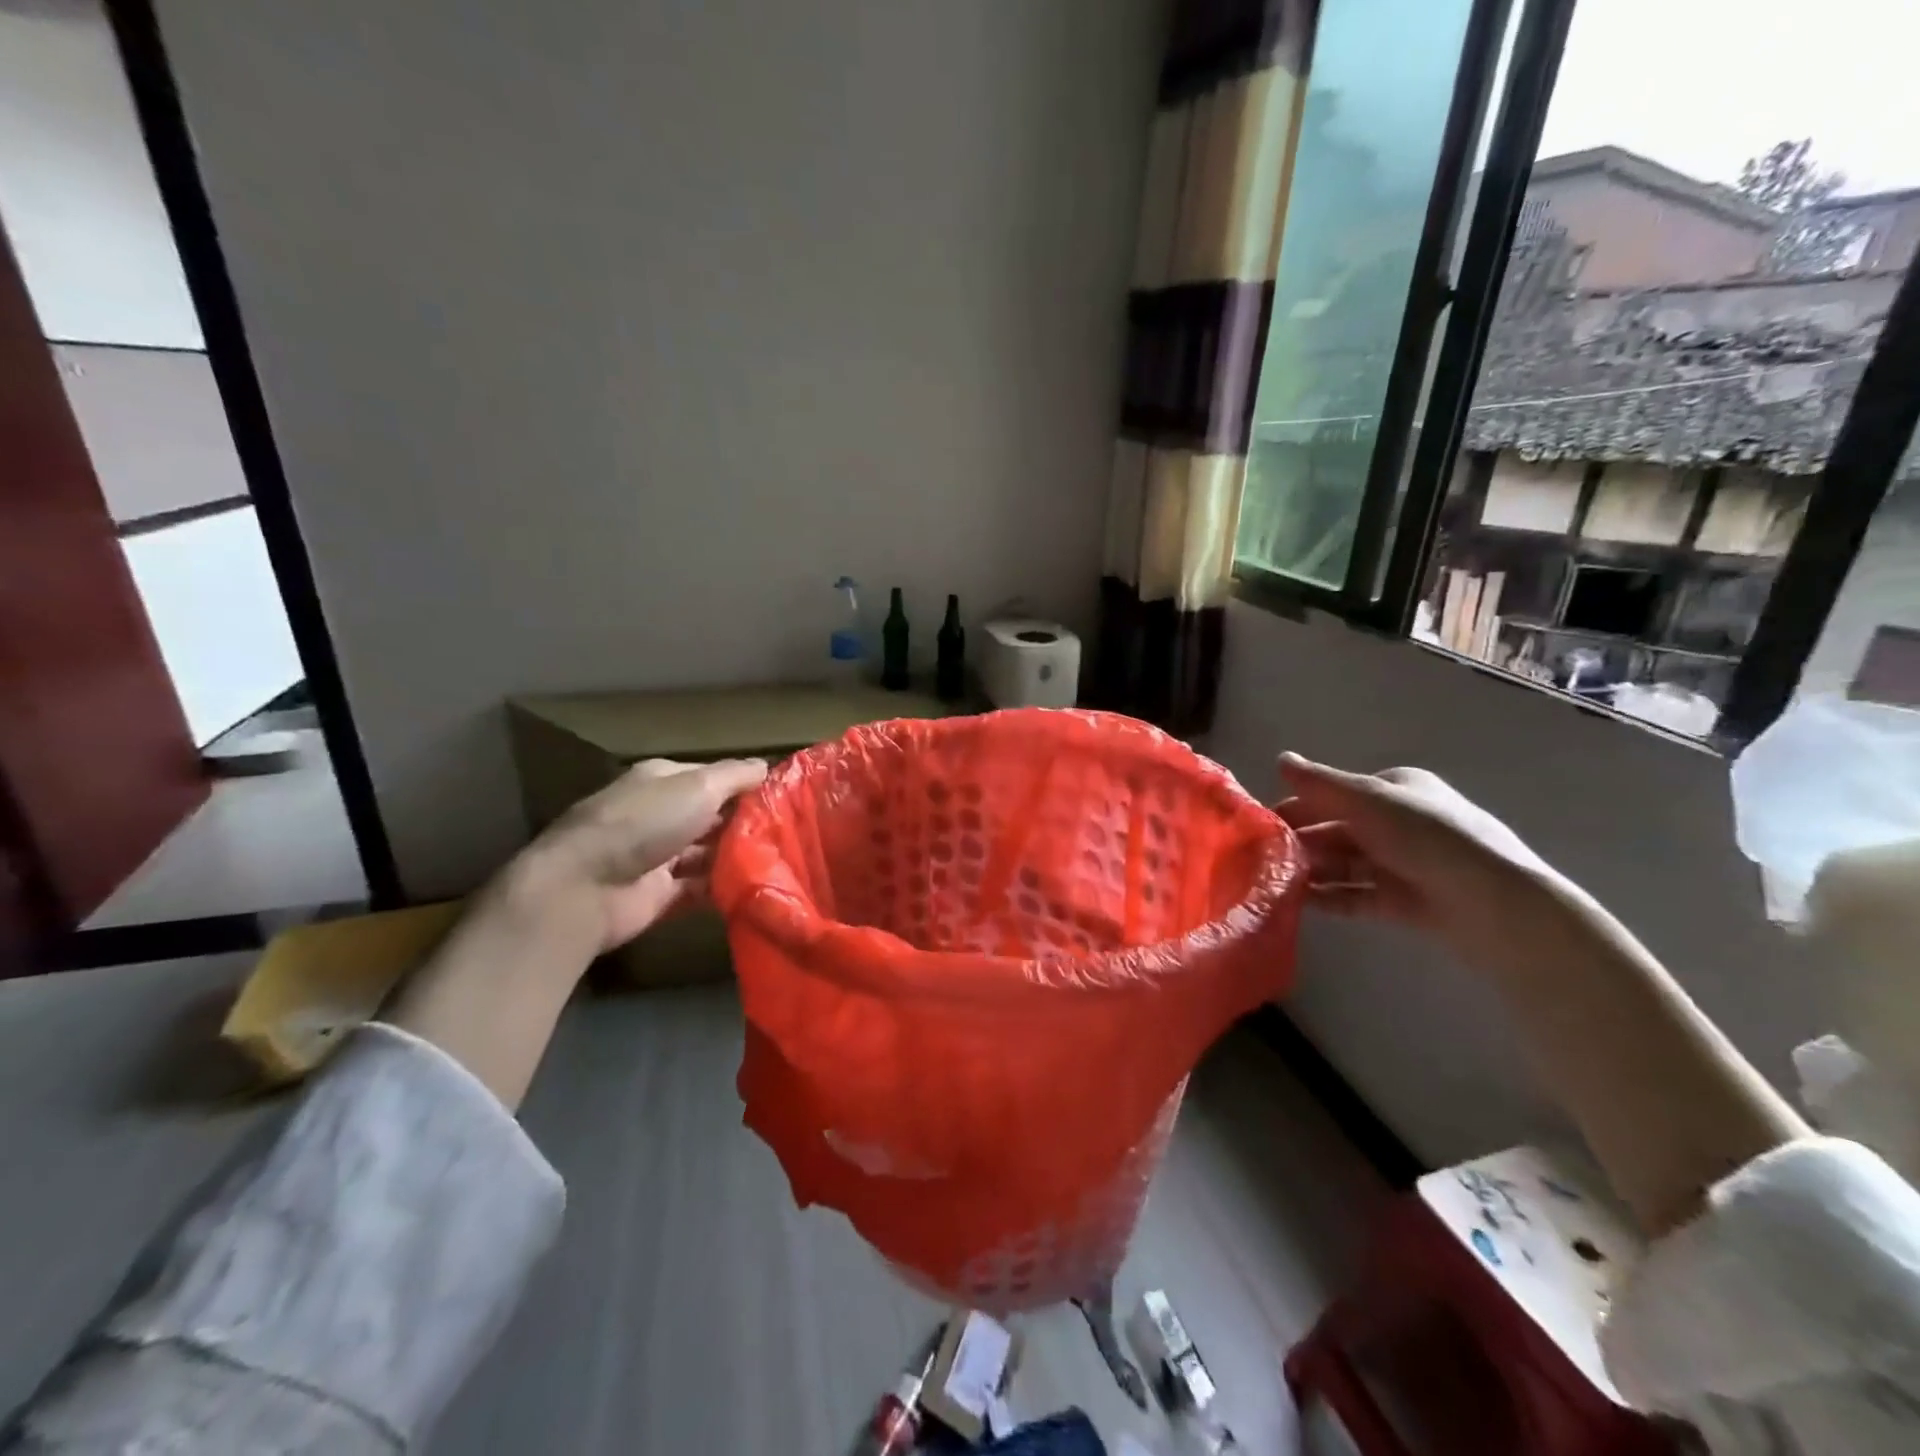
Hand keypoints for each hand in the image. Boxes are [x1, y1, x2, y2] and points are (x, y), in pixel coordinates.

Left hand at [498, 757, 767, 953]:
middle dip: (747, 823)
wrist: (584, 889)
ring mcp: (659, 856)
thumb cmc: (643, 824)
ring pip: (709, 852)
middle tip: (793, 832)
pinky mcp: (660, 895)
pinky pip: (701, 888)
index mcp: (663, 781)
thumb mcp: (698, 787)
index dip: (746, 785)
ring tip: (784, 861)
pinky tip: (757, 887)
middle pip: (713, 816)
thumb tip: (766, 766)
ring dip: (738, 856)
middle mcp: (660, 815)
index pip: (713, 778)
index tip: (785, 797)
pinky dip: (724, 887)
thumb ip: (735, 776)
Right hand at [1275, 754, 1562, 966]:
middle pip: (1336, 829)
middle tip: (1261, 858)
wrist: (1495, 906)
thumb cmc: (1428, 838)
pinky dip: (1329, 896)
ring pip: (1343, 863)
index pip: (1335, 793)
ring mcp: (1402, 863)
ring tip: (1275, 882)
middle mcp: (1398, 822)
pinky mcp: (1404, 901)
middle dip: (1300, 841)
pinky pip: (1356, 895)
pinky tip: (1299, 903)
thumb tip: (1280, 758)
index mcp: (1395, 789)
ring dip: (1311, 870)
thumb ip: (1320, 783)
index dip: (1298, 805)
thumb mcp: (1368, 800)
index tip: (1262, 825)